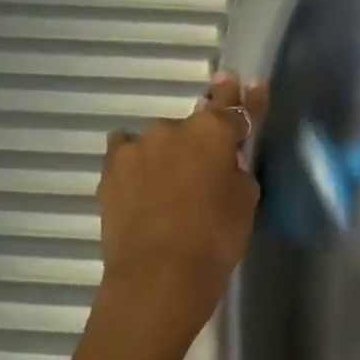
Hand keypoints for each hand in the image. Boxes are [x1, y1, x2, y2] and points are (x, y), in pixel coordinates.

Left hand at [97, 72, 265, 326]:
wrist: (159, 275)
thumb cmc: (216, 237)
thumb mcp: (245, 200)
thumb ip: (236, 168)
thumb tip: (225, 160)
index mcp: (213, 131)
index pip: (235, 106)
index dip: (245, 99)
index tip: (250, 85)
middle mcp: (173, 127)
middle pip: (195, 123)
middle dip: (203, 137)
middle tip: (208, 164)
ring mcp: (137, 146)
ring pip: (160, 140)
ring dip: (169, 152)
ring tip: (171, 183)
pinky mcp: (110, 169)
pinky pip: (126, 151)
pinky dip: (136, 160)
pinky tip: (140, 177)